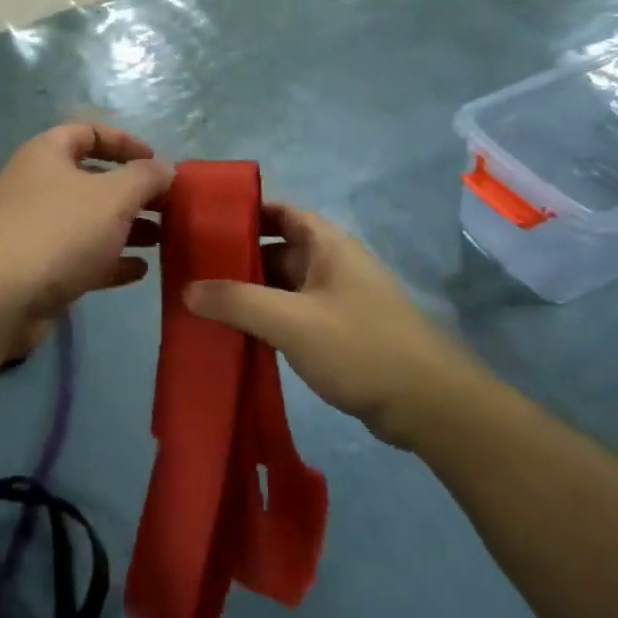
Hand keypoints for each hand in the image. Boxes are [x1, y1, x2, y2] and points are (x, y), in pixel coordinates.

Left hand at [0, 124, 172, 345]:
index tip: (157, 163)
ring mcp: (35, 228)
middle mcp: (38, 185)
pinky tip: (139, 271)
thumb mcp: (113, 196)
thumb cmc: (59, 230)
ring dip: (127, 228)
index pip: (89, 132)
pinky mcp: (38, 268)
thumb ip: (145, 178)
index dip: (125, 142)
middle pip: (93, 179)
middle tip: (169, 207)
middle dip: (133, 192)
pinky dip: (110, 260)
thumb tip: (165, 169)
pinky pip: (81, 256)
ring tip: (163, 240)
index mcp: (47, 154)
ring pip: (89, 220)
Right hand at [185, 203, 486, 449]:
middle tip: (191, 268)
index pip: (279, 211)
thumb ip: (237, 301)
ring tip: (202, 302)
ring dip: (248, 292)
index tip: (202, 221)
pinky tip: (236, 334)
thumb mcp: (291, 320)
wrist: (430, 406)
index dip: (242, 211)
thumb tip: (187, 289)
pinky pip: (292, 315)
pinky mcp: (339, 333)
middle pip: (276, 249)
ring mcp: (337, 300)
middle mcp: (332, 264)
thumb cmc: (360, 347)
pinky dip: (265, 319)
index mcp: (327, 244)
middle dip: (236, 257)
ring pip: (282, 286)